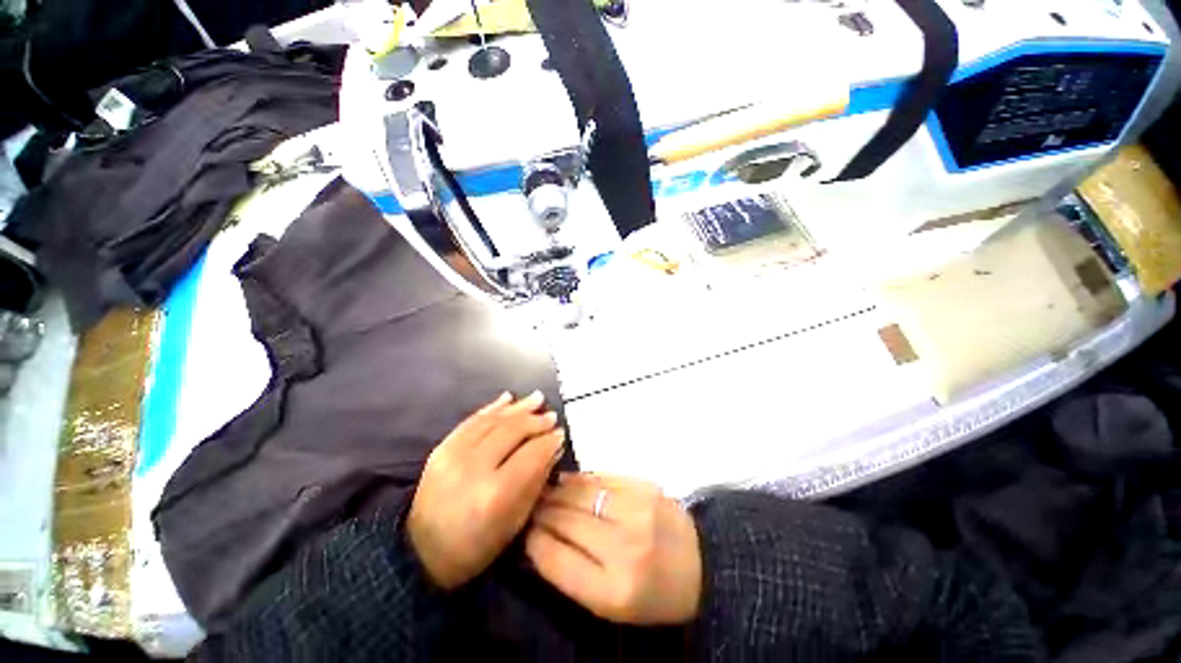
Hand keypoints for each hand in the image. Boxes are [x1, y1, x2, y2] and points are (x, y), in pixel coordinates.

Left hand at [409, 391, 564, 589]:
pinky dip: (492, 408)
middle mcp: (473, 468)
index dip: (549, 441)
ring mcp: (453, 455)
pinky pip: (472, 420)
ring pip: (493, 421)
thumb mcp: (515, 522)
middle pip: (512, 431)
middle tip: (551, 416)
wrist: (421, 552)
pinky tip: (509, 398)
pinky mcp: (441, 448)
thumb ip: (536, 480)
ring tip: (537, 399)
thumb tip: (553, 449)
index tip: (561, 434)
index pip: (531, 454)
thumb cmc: (476, 546)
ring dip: (518, 408)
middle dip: (536, 421)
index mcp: (495, 494)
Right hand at [526, 473, 701, 624]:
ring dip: (557, 491)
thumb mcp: (609, 604)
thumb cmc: (651, 594)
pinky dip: (580, 479)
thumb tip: (538, 536)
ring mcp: (636, 510)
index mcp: (612, 591)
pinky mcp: (644, 486)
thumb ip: (571, 573)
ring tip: (544, 491)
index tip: (524, 531)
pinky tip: (568, 481)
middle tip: (530, 506)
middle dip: (542, 511)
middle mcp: (624, 547)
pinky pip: (601, 477)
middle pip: (566, 520)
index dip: (533, 541)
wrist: (701, 565)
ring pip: (580, 493)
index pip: (555, 559)